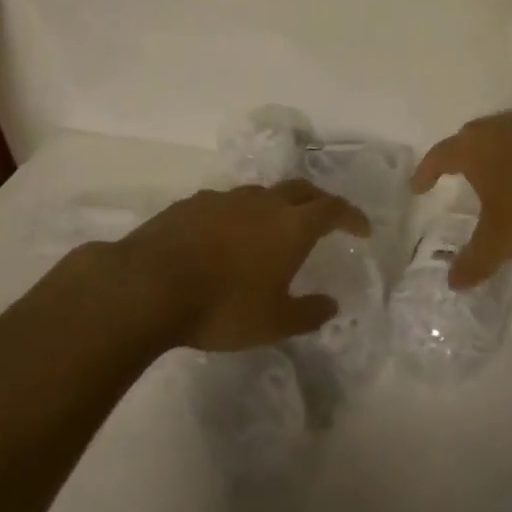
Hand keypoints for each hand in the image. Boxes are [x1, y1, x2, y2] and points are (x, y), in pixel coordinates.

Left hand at [117, 180, 369, 350]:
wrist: (149, 285)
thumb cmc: (222, 306)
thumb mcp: (273, 322)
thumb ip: (308, 312)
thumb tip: (331, 304)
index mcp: (291, 225)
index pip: (333, 209)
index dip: (351, 216)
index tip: (362, 228)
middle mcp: (262, 202)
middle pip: (300, 189)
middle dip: (318, 201)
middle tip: (325, 219)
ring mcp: (225, 198)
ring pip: (261, 194)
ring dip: (275, 207)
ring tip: (273, 230)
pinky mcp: (192, 203)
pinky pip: (227, 204)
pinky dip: (238, 215)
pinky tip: (226, 238)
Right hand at [412, 112, 511, 289]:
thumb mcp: (501, 241)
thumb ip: (474, 261)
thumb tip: (452, 283)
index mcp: (474, 148)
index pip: (439, 155)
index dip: (426, 172)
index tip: (418, 186)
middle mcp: (496, 129)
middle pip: (468, 137)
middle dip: (457, 155)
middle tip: (453, 174)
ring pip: (499, 135)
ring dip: (490, 153)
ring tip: (491, 174)